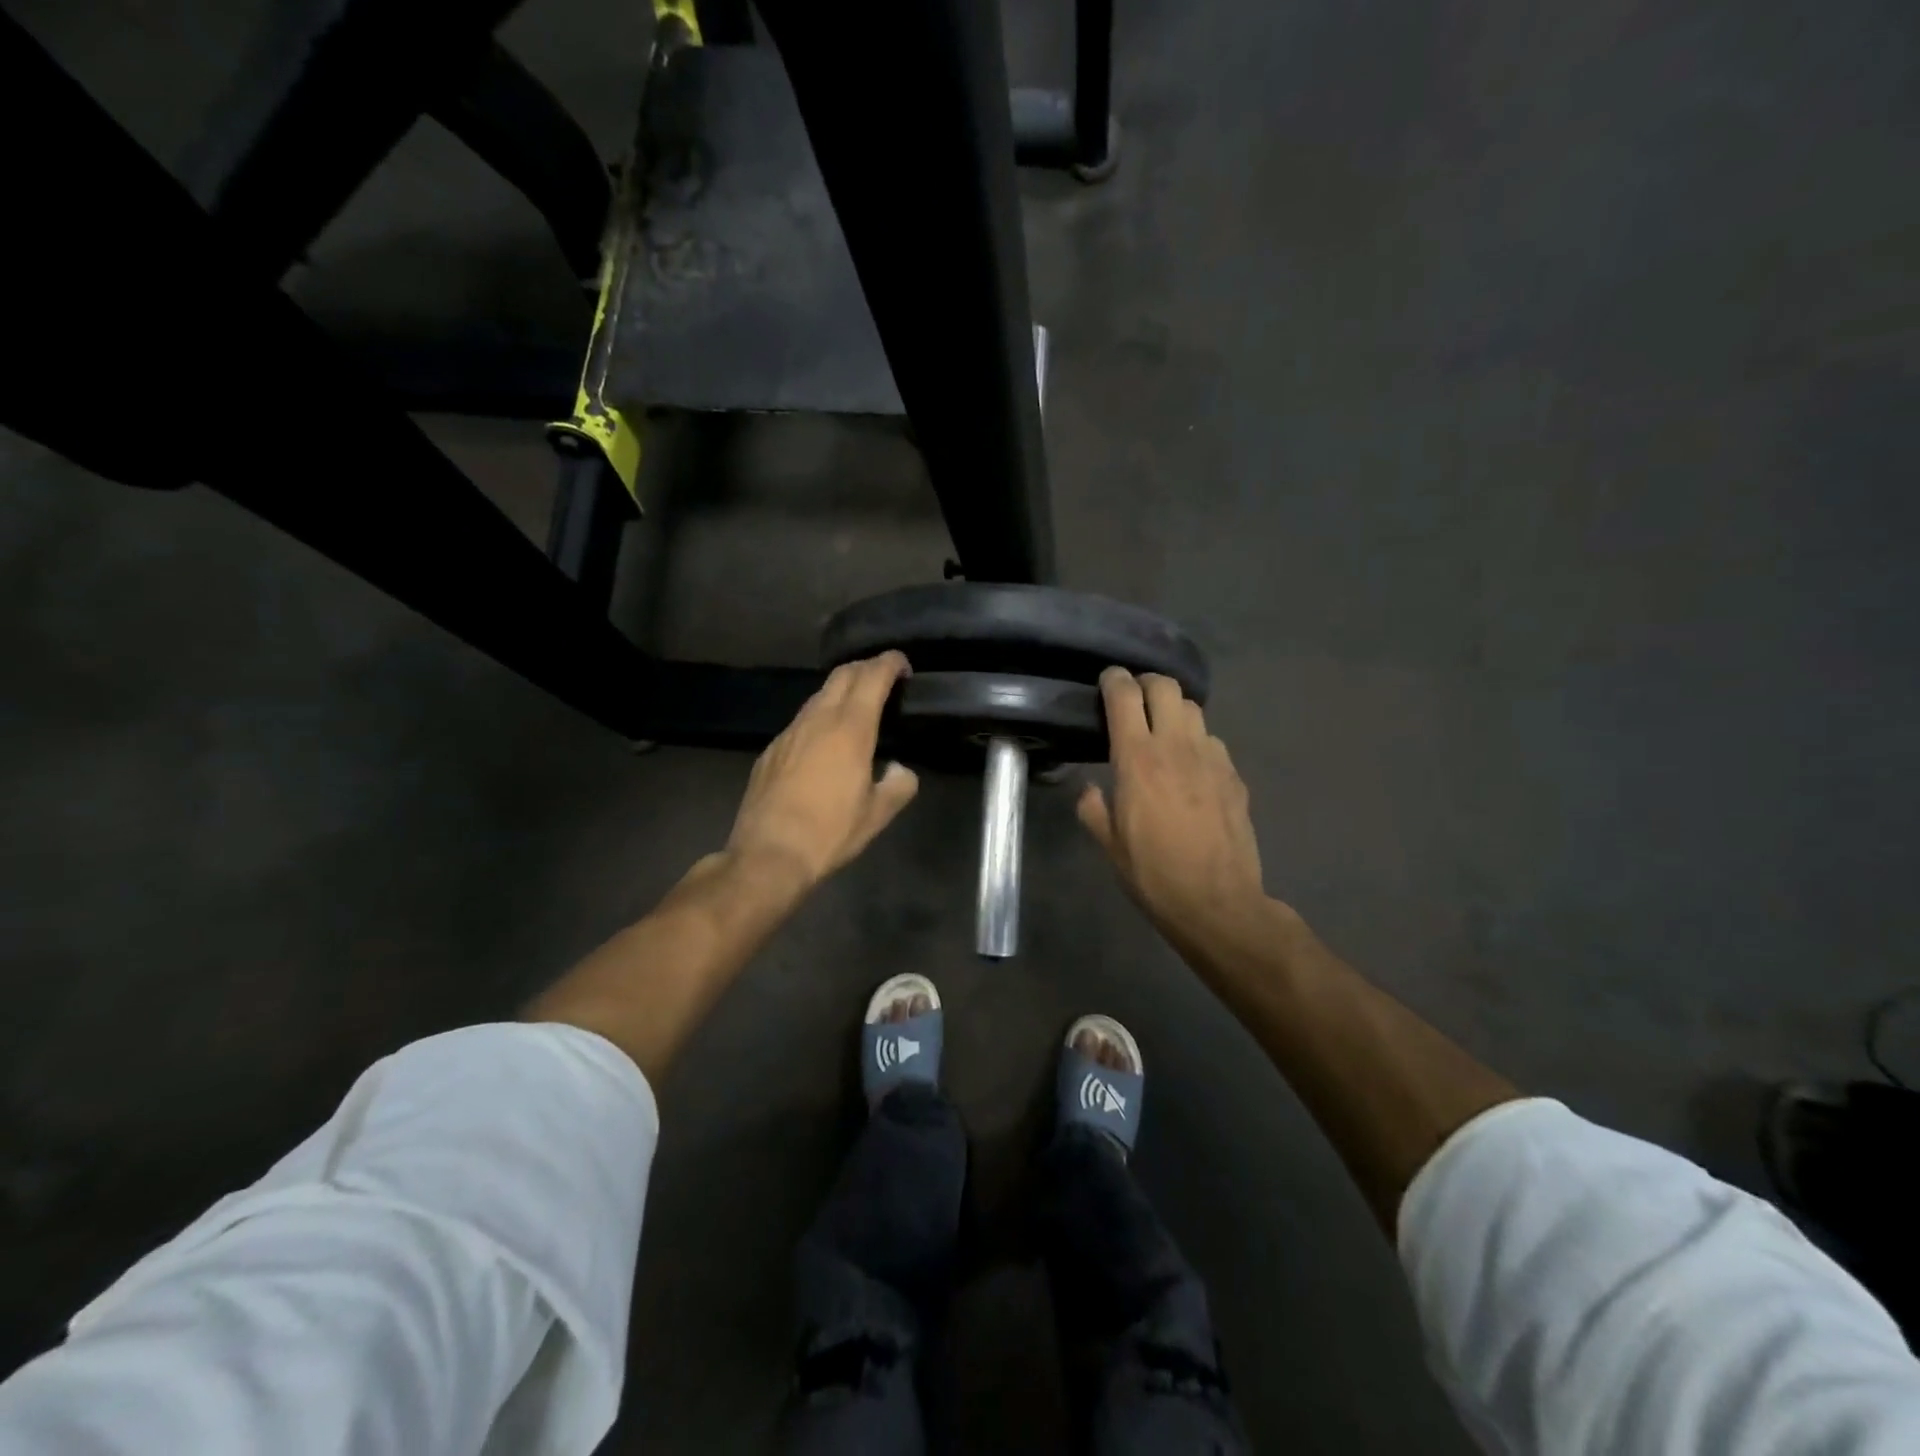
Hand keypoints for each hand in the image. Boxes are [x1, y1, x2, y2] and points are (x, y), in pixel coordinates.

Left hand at [726, 652, 919, 890]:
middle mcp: (818, 720)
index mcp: (850, 729)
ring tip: (857, 707)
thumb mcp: (877, 814)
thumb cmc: (830, 832)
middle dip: (865, 668)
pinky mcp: (771, 750)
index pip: (872, 677)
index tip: (902, 664)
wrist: (768, 854)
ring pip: (819, 696)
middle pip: (842, 675)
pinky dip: (819, 716)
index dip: (890, 663)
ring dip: (841, 691)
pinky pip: (801, 721)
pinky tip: (824, 741)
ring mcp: (790, 732)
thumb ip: (898, 785)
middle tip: (883, 678)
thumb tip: (900, 770)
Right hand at [1078, 668, 1268, 957]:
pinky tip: (1191, 765)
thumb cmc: (1153, 874)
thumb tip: (1088, 789)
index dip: (1113, 680)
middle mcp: (1175, 747)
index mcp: (1137, 759)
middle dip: (1146, 683)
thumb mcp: (1109, 845)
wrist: (1217, 902)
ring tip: (1162, 727)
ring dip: (1173, 708)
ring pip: (1193, 708)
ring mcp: (1211, 758)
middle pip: (1165, 687)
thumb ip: (1093, 809)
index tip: (1107, 681)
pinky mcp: (1234, 775)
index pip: (1125, 696)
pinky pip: (1212, 740)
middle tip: (1134, 698)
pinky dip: (1196, 740)